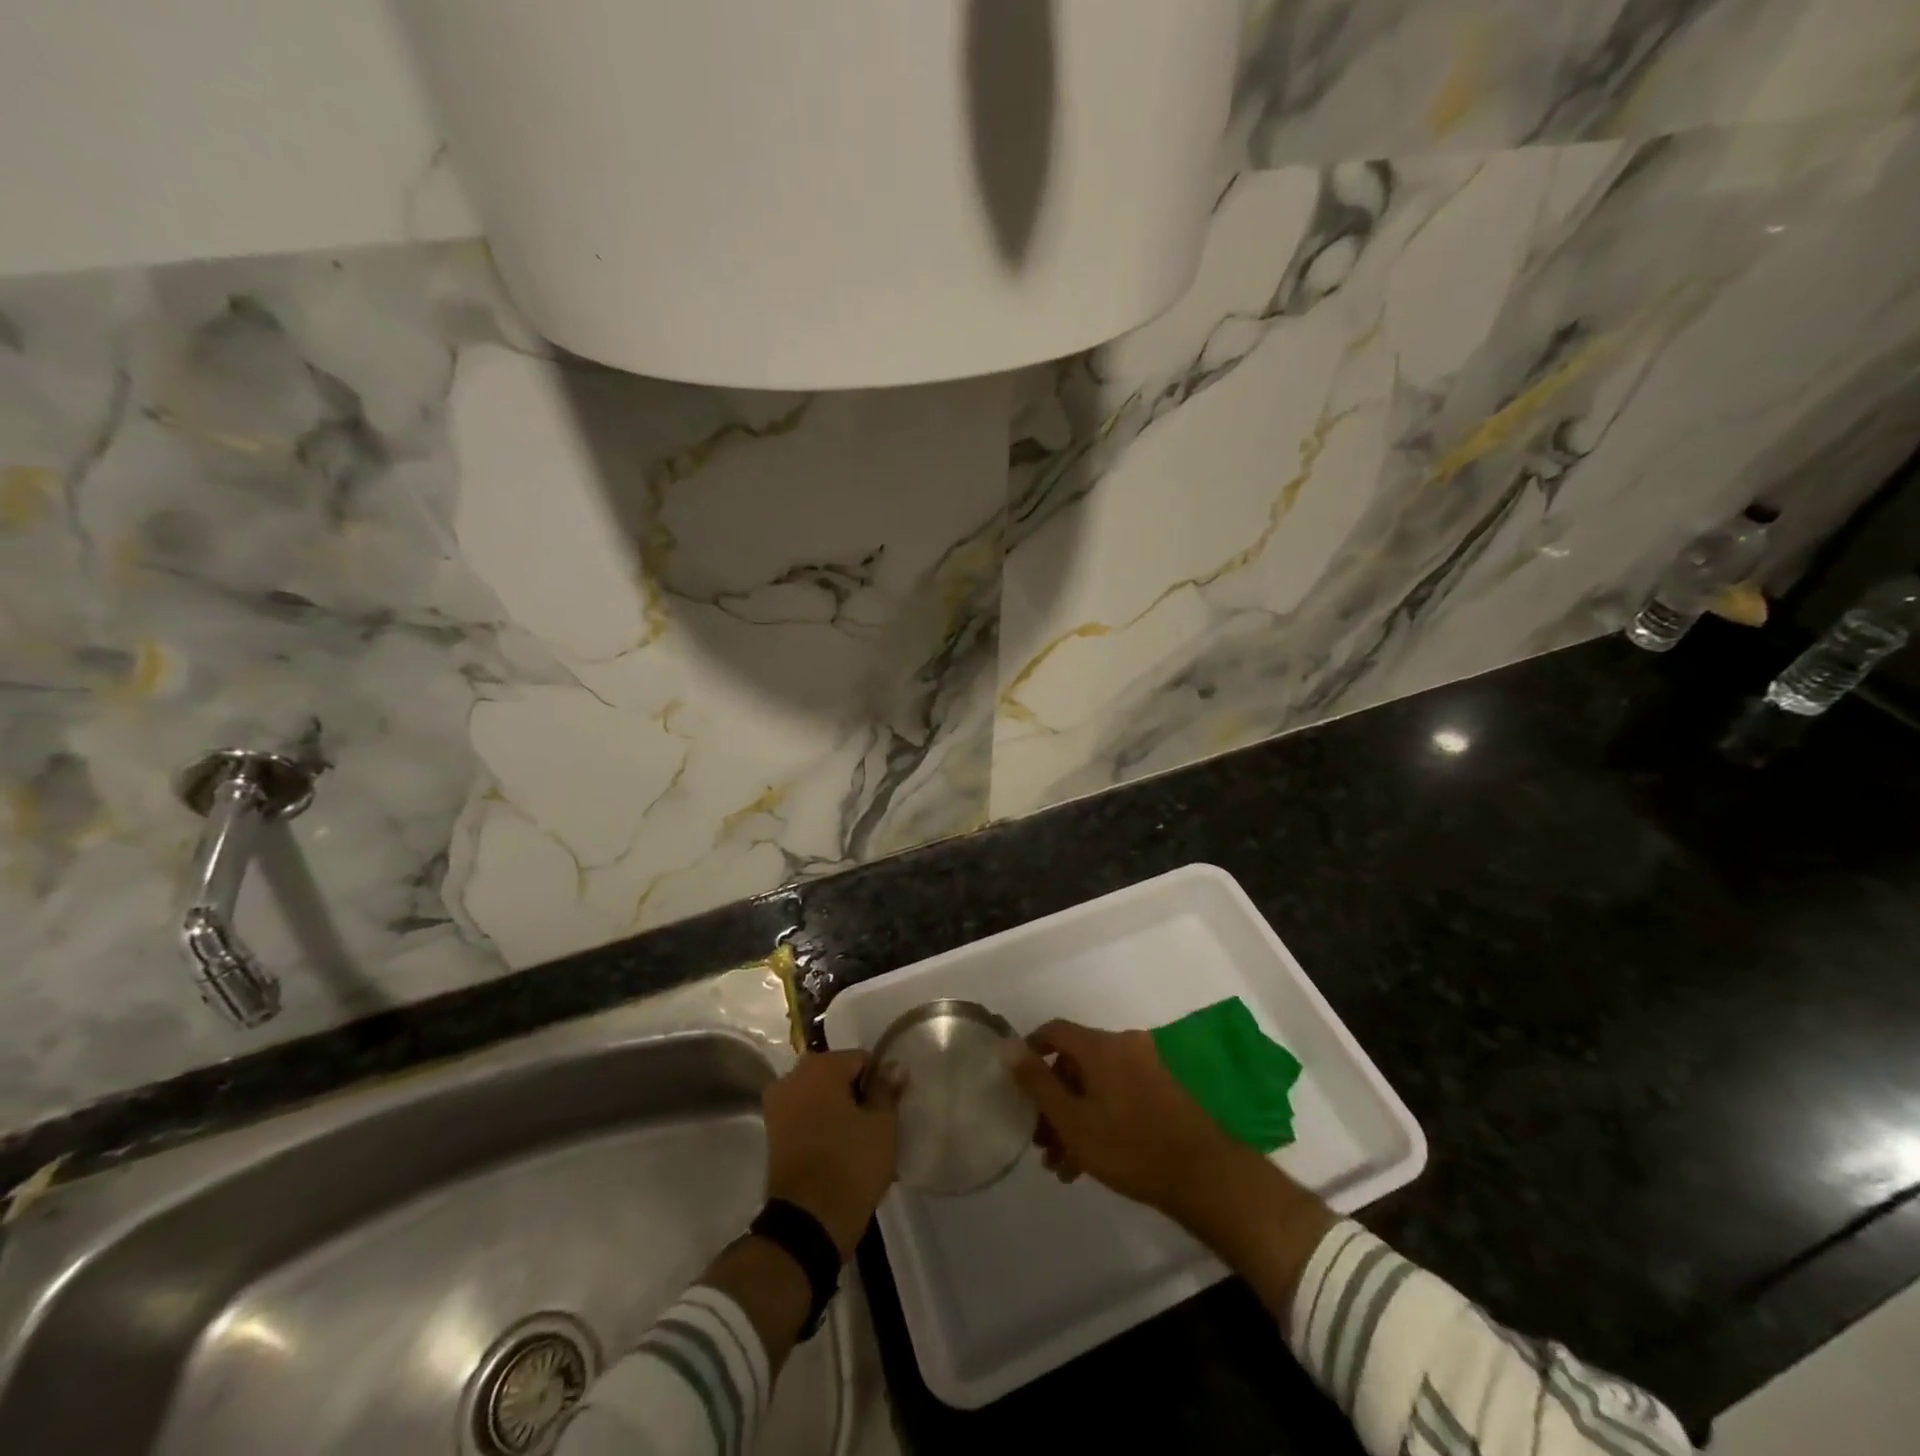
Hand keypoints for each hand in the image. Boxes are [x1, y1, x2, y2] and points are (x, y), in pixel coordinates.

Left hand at [762, 1051, 899, 1260]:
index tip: (888, 1108)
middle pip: (837, 1076)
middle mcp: (793, 1077)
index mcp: (820, 1066)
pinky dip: (821, 1126)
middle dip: (856, 1094)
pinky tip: (837, 1150)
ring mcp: (778, 1105)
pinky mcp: (772, 1133)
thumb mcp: (882, 1125)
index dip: (879, 1081)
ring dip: (838, 1111)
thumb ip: (887, 1089)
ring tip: (857, 1141)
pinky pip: (805, 1116)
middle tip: (874, 1125)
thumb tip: (894, 1066)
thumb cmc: (850, 1164)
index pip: (861, 1059)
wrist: (807, 1222)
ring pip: (820, 1097)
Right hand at [1006, 1019, 1243, 1221]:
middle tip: (1040, 1140)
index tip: (1017, 1083)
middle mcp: (1124, 1046)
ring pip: (1095, 1085)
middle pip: (1074, 1063)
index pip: (1054, 1031)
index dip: (1031, 1051)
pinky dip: (1099, 1119)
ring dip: (1074, 1118)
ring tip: (1061, 1164)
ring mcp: (1146, 1068)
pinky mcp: (1161, 1091)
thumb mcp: (1072, 1119)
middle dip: (1052, 1100)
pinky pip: (1117, 1095)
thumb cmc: (1129, 1146)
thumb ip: (1036, 1082)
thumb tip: (1006, 1045)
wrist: (1203, 1175)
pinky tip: (1086, 1163)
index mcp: (1100, 1046)